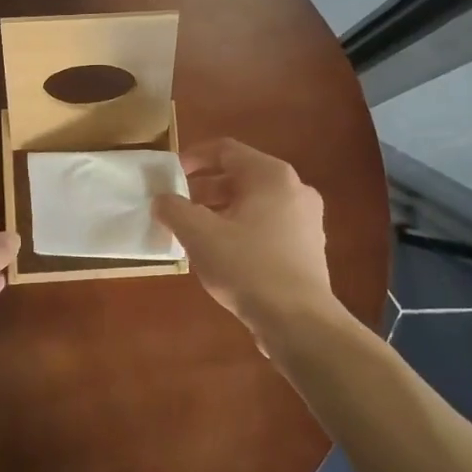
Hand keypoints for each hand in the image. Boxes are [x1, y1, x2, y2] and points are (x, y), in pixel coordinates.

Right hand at [153, 139, 337, 342]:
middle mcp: (294, 188)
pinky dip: (242, 229)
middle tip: (178, 206)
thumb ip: (174, 210)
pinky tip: (222, 255)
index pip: (226, 150)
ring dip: (221, 211)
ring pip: (254, 203)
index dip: (194, 157)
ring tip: (194, 232)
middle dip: (205, 189)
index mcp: (271, 175)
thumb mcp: (199, 235)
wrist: (299, 321)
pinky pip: (268, 225)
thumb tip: (162, 200)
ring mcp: (306, 219)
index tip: (170, 174)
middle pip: (241, 176)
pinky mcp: (308, 247)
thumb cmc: (247, 267)